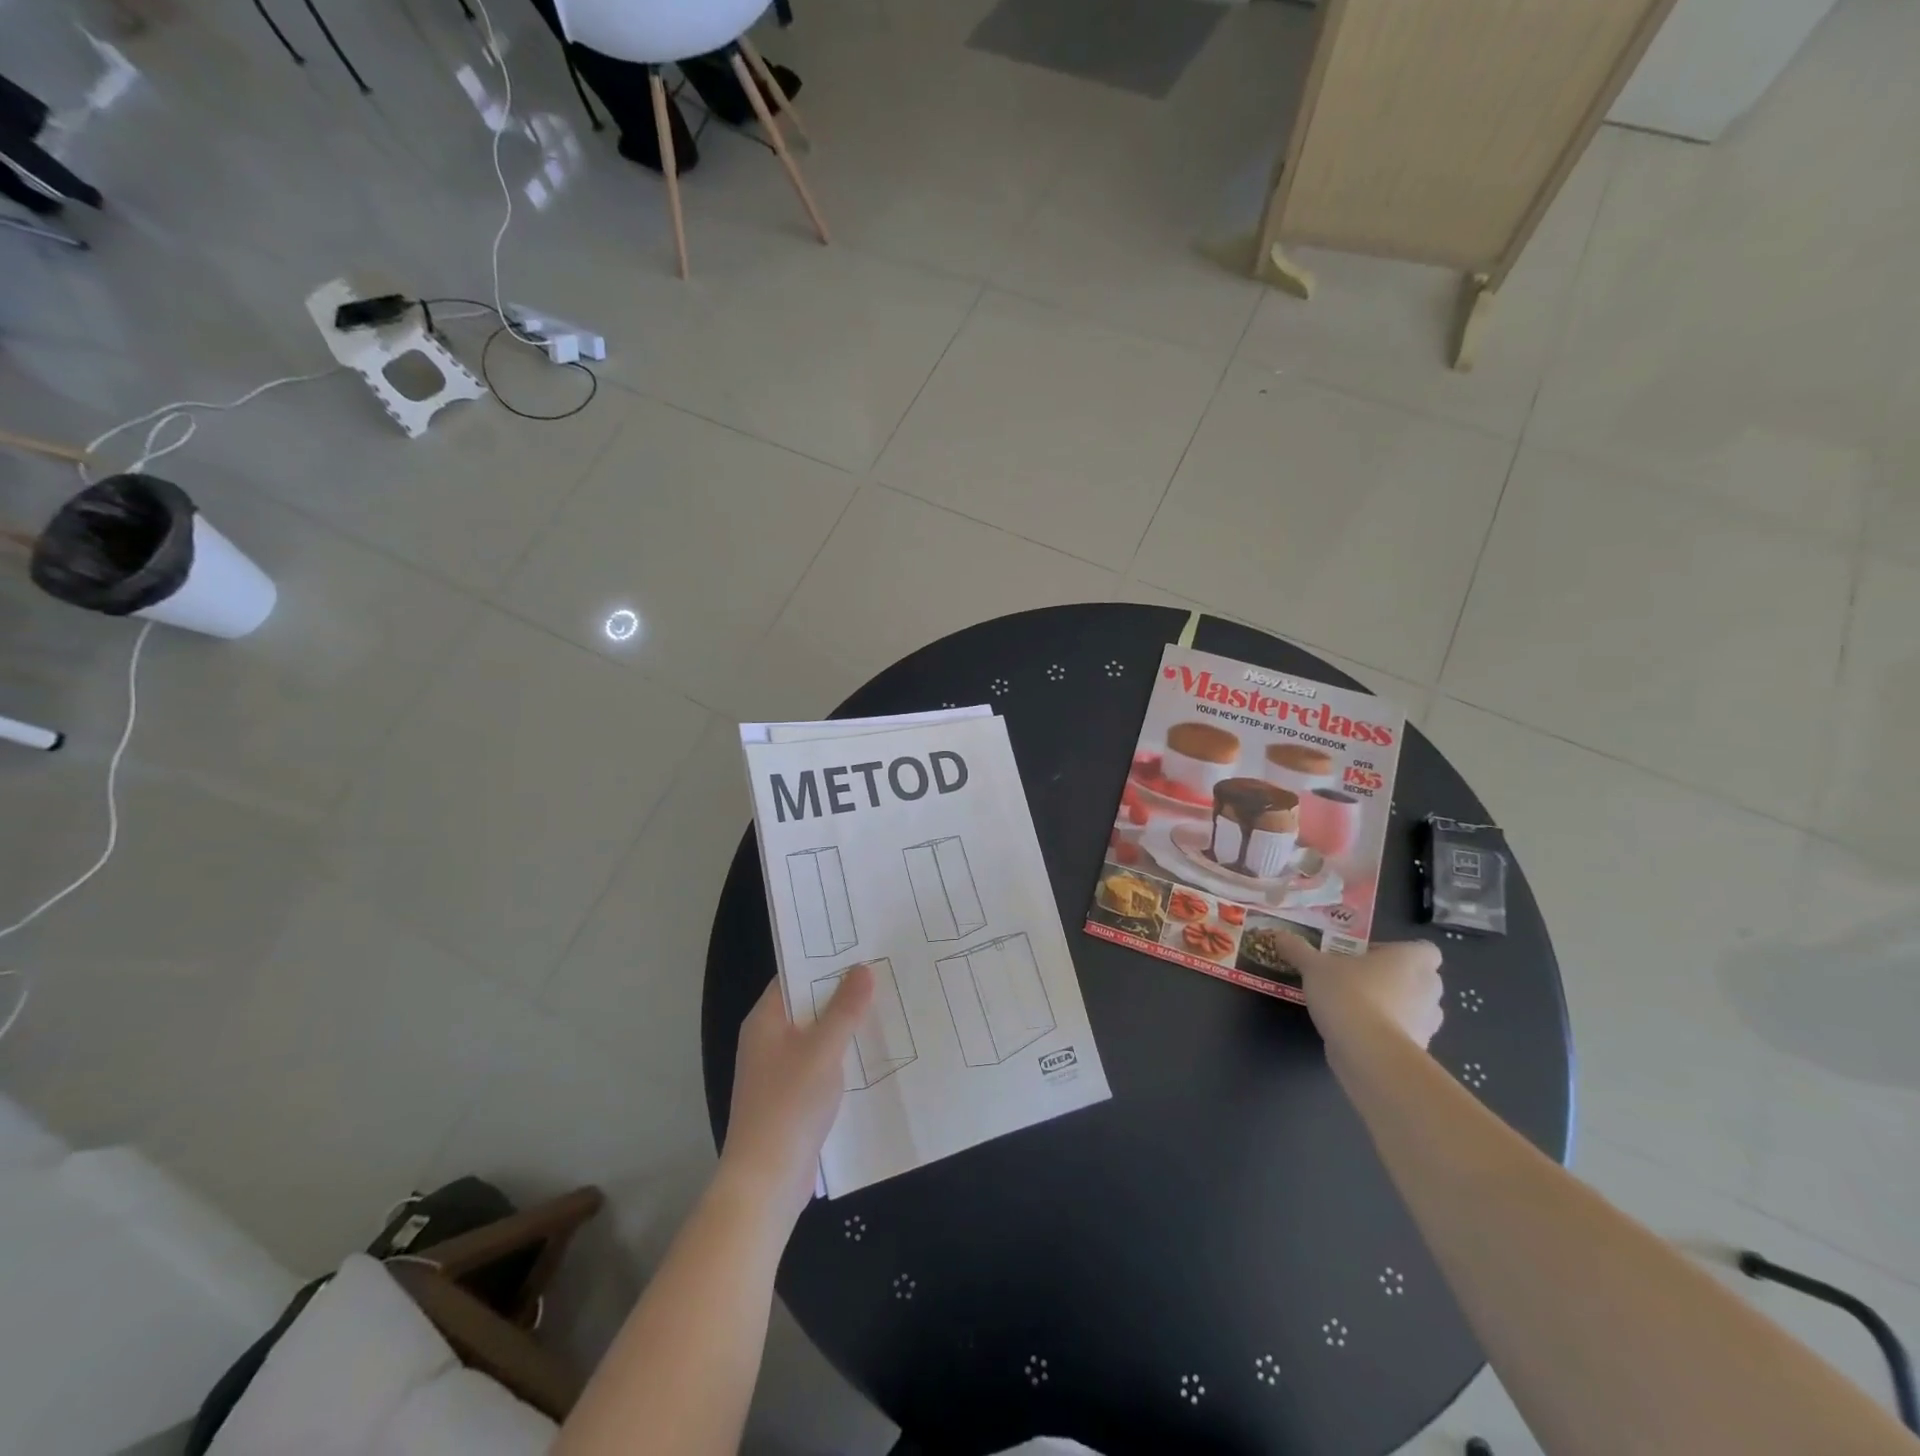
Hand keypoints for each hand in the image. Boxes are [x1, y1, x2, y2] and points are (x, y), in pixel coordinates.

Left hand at [720, 965, 873, 1226]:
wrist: (766, 1182)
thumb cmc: (788, 1105)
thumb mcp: (822, 1049)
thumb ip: (845, 1008)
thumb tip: (863, 968)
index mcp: (765, 1020)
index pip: (794, 976)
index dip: (825, 961)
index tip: (862, 947)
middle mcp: (768, 1039)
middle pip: (809, 1005)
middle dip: (843, 993)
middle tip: (885, 972)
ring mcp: (779, 1070)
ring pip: (818, 1036)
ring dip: (846, 1026)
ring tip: (888, 1006)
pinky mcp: (793, 1097)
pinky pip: (821, 1064)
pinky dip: (843, 1056)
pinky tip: (875, 1053)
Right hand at [1267, 931, 1444, 1048]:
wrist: (1367, 1050)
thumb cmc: (1348, 993)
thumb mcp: (1313, 966)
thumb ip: (1298, 950)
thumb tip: (1278, 935)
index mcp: (1411, 959)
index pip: (1425, 950)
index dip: (1401, 952)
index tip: (1371, 957)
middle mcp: (1428, 988)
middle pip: (1422, 978)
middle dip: (1398, 979)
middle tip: (1361, 979)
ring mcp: (1429, 1022)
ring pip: (1417, 1007)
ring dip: (1396, 1006)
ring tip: (1359, 1008)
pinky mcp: (1420, 1049)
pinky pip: (1407, 1034)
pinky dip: (1390, 1032)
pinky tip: (1360, 1032)